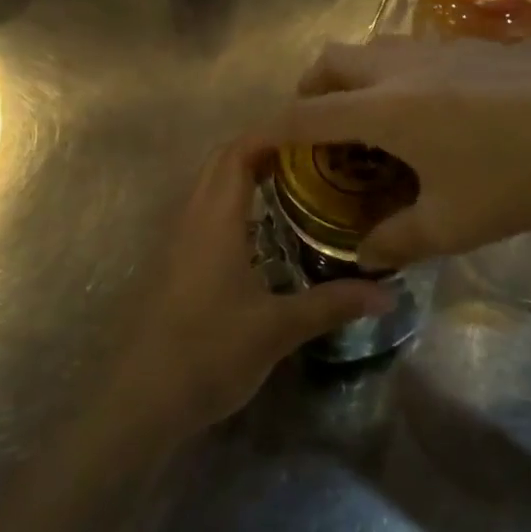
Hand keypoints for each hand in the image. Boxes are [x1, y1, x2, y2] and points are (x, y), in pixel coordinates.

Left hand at [97, 138, 394, 446]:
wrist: (142, 400)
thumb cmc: (208, 353)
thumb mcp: (277, 329)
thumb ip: (331, 304)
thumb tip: (388, 292)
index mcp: (214, 219)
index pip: (238, 152)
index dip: (272, 133)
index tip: (314, 132)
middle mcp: (191, 218)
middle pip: (222, 161)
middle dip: (263, 149)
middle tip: (313, 157)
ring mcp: (178, 240)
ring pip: (210, 186)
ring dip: (246, 174)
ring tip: (296, 183)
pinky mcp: (175, 263)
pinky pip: (205, 211)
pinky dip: (234, 201)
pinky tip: (264, 231)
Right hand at [253, 35, 530, 269]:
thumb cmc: (520, 175)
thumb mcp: (455, 224)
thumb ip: (399, 240)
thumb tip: (367, 254)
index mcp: (382, 109)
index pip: (303, 116)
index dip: (270, 133)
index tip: (255, 149)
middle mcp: (398, 69)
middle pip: (330, 62)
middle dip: (310, 93)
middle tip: (323, 133)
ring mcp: (438, 50)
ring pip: (372, 49)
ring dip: (355, 79)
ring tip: (377, 122)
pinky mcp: (473, 46)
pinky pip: (411, 52)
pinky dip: (395, 75)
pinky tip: (435, 113)